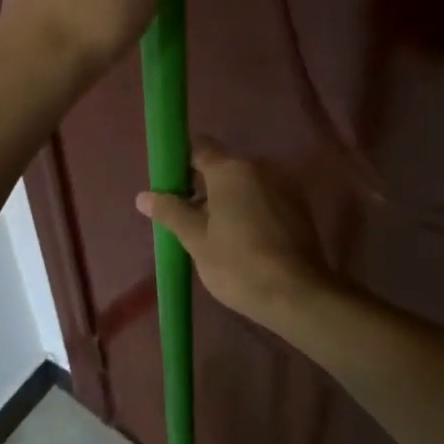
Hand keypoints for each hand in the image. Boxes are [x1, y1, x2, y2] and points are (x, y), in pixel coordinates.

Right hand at [134, 140, 350, 332]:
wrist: (298, 296)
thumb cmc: (238, 264)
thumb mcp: (196, 240)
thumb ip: (171, 211)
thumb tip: (143, 196)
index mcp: (230, 169)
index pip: (199, 148)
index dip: (181, 164)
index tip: (171, 188)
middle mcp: (259, 166)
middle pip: (223, 166)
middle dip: (204, 186)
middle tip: (190, 220)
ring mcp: (284, 185)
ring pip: (246, 183)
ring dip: (230, 200)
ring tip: (217, 235)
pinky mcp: (300, 206)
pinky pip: (265, 197)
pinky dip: (252, 210)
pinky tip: (245, 241)